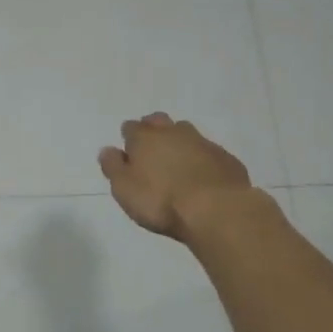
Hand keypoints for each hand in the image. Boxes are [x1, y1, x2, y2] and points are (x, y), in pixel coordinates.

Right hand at [99, 113, 254, 241]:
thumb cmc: (161, 200)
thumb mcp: (124, 189)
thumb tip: (107, 150)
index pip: (131, 128)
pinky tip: (202, 176)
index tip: (129, 154)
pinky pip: (208, 152)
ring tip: (178, 163)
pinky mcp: (225, 158)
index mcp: (145, 138)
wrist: (216, 209)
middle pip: (159, 122)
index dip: (129, 140)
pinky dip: (202, 159)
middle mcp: (173, 132)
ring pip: (186, 133)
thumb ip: (113, 167)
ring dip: (179, 142)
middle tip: (152, 151)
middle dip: (153, 131)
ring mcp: (202, 142)